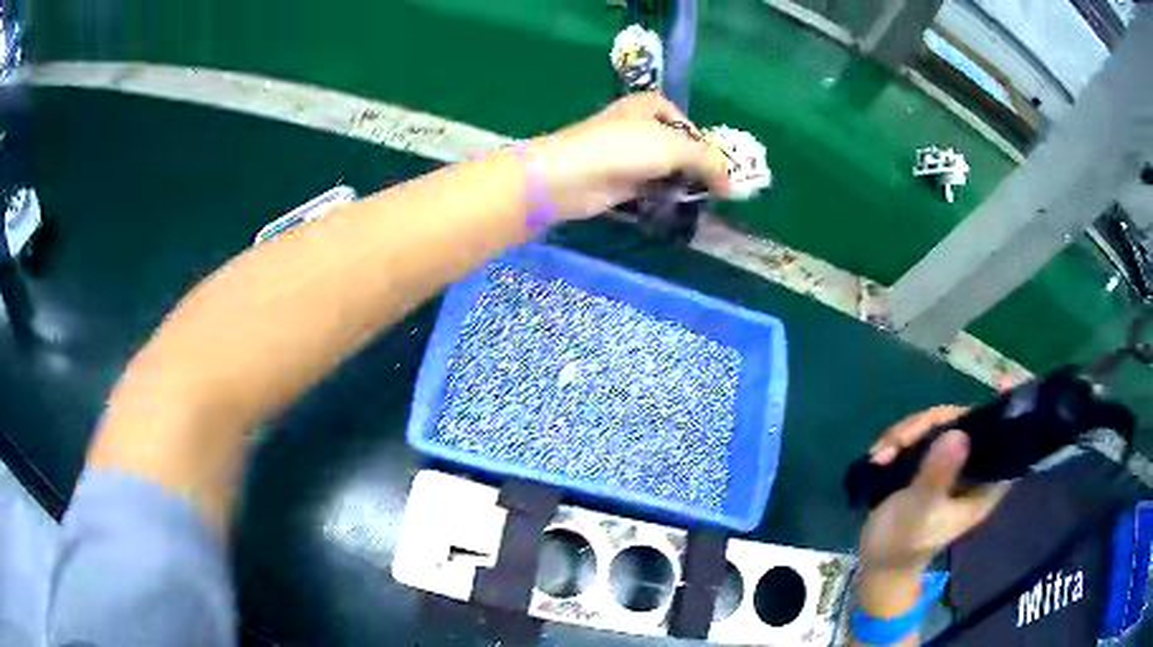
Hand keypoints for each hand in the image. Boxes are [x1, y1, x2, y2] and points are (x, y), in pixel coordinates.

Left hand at [532, 92, 731, 219]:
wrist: (569, 175)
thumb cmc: (623, 148)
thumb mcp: (674, 147)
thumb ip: (707, 161)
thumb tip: (732, 184)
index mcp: (649, 105)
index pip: (684, 120)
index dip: (702, 140)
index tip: (716, 163)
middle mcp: (638, 126)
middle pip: (675, 145)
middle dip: (694, 164)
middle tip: (715, 187)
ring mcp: (626, 154)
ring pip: (663, 167)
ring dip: (680, 182)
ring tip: (702, 199)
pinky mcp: (618, 181)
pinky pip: (650, 186)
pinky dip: (664, 195)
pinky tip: (678, 206)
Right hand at [854, 407, 1010, 620]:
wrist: (876, 562)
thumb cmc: (902, 544)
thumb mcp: (919, 512)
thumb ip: (937, 476)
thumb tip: (958, 434)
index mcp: (983, 484)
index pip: (1002, 442)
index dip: (1003, 415)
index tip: (1005, 384)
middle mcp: (971, 468)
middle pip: (963, 424)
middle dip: (928, 425)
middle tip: (897, 442)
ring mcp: (949, 465)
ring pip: (937, 426)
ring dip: (905, 434)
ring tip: (880, 455)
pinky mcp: (929, 464)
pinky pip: (918, 436)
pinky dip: (897, 441)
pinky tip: (878, 456)